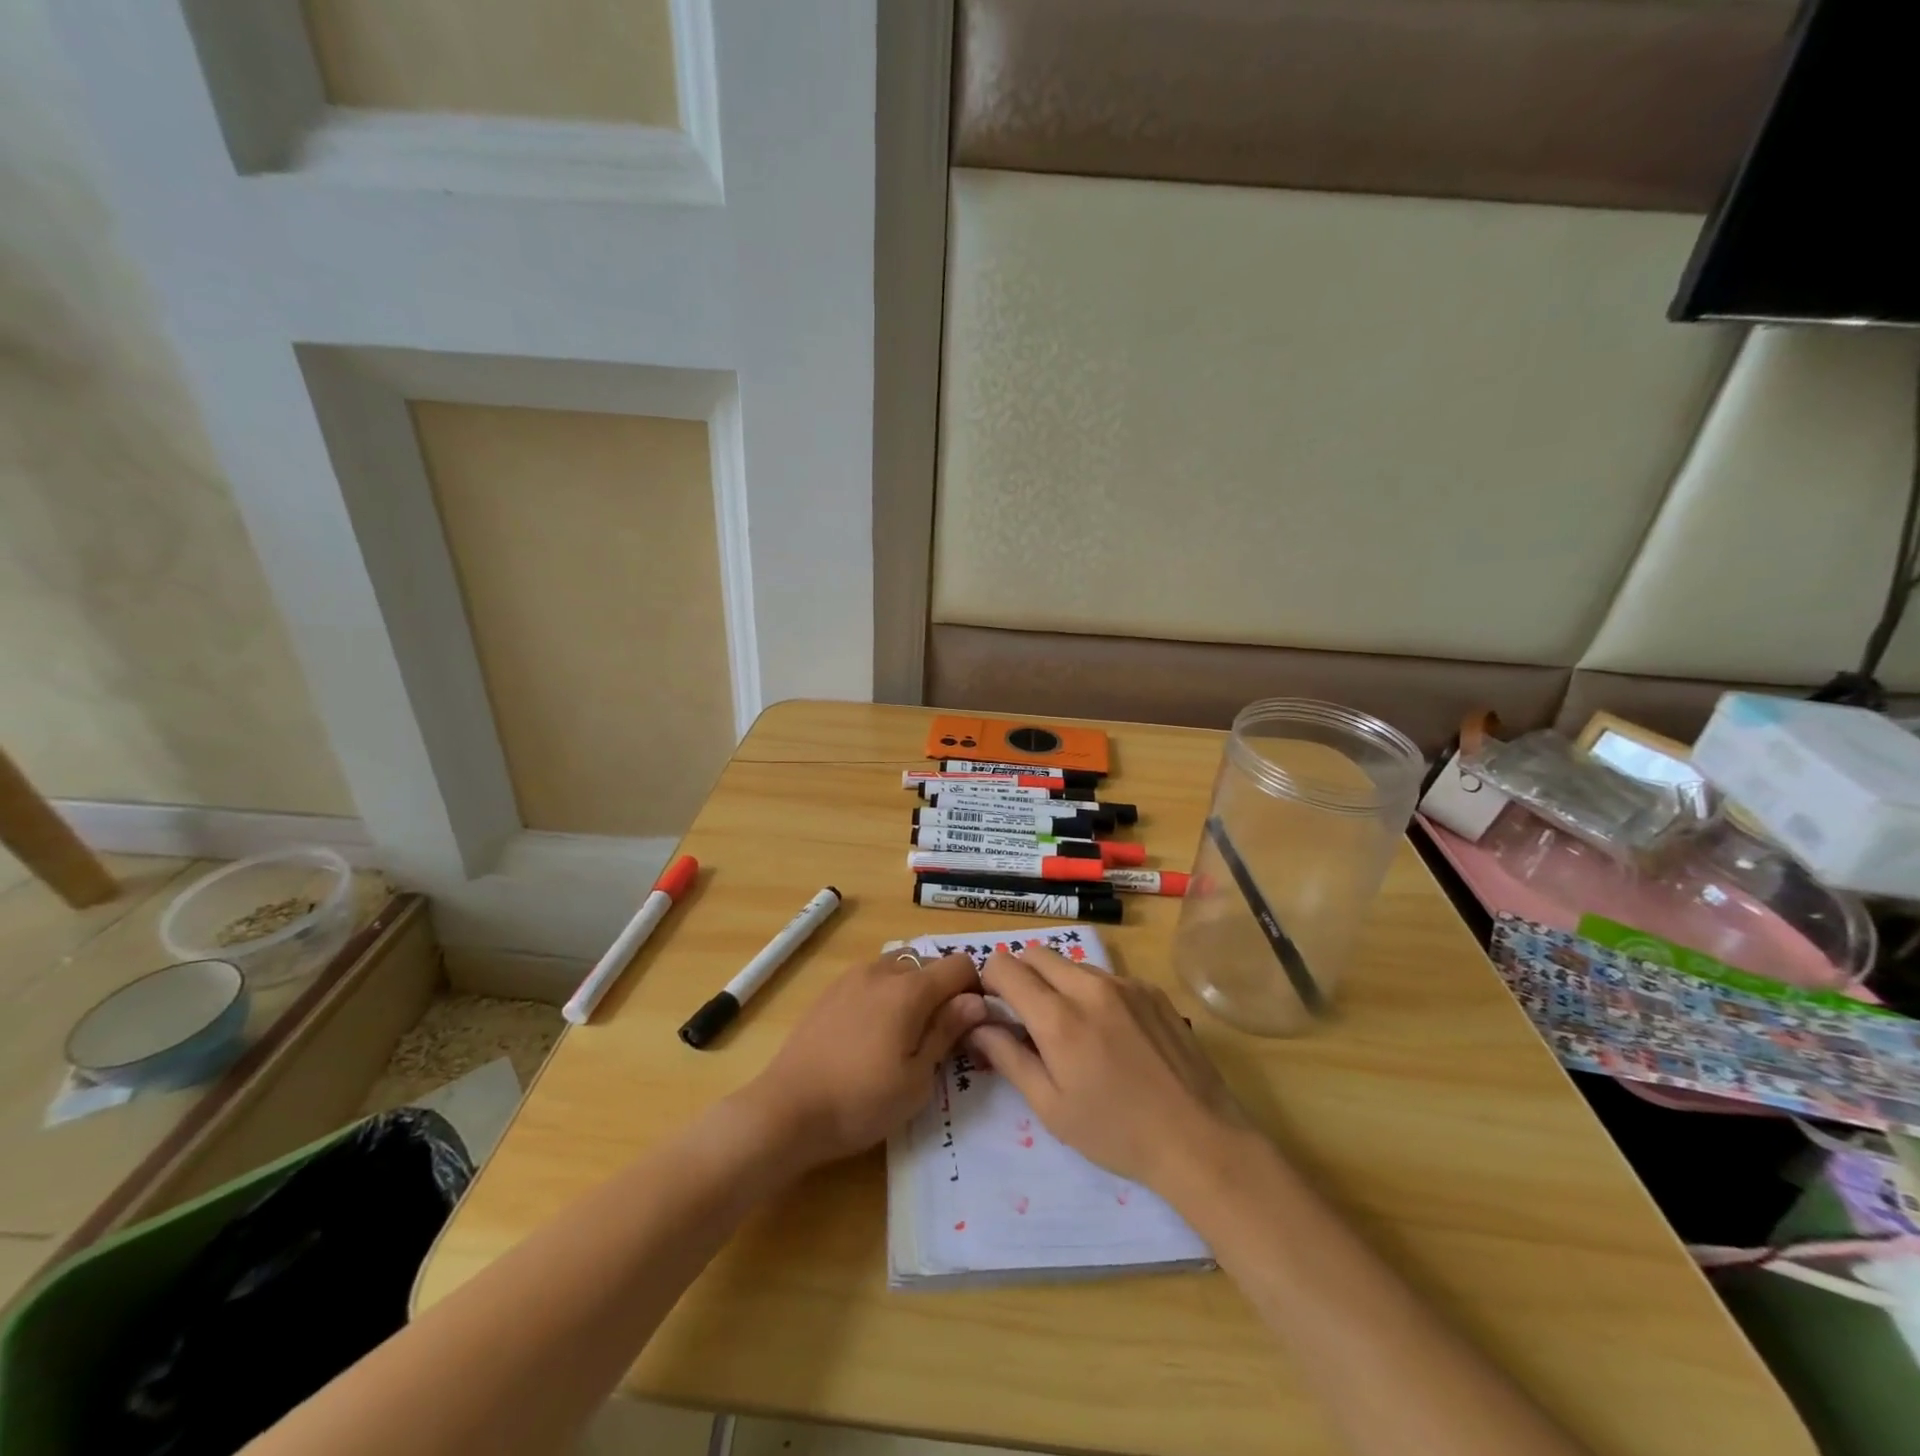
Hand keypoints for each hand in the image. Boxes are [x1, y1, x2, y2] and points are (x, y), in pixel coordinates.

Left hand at [741, 951, 986, 1168]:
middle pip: (929, 964)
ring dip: (913, 991)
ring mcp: (852, 977)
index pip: (959, 965)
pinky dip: (885, 995)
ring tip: (905, 1035)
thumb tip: (976, 1001)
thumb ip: (947, 1031)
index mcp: (909, 989)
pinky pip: (872, 980)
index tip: (971, 1024)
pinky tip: (873, 1035)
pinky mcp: (830, 991)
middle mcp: (882, 971)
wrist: (786, 1110)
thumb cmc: (860, 1102)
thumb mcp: (917, 1079)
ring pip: (899, 968)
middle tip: (939, 1036)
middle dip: (944, 992)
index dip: (974, 990)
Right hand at [969, 946, 1255, 1193]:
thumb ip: (1008, 1058)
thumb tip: (977, 1025)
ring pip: (1073, 964)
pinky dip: (1094, 993)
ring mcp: (1125, 984)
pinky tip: (1111, 1033)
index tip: (994, 1007)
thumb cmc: (1116, 1133)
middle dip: (1021, 975)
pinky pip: (1108, 976)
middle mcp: (1089, 987)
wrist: (1199, 1139)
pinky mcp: (1152, 990)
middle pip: (1037, 953)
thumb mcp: (1051, 1108)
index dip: (990, 981)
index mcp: (1058, 1018)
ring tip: (1072, 1028)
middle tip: (1027, 1016)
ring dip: (1058, 984)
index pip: (1005, 965)